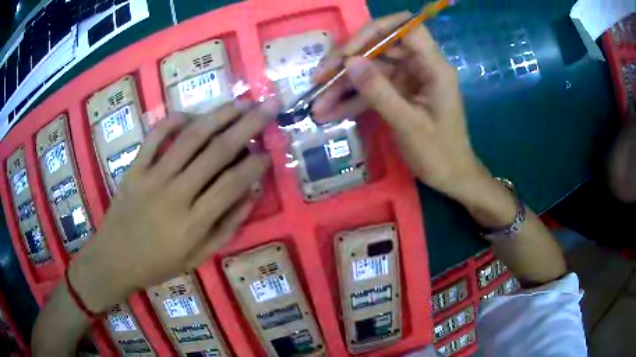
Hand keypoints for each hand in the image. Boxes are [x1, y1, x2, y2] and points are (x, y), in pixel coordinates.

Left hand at [69, 99, 276, 312]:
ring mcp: (152, 178)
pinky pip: (154, 137)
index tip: (268, 152)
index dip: (255, 165)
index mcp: (193, 223)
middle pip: (216, 152)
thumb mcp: (198, 257)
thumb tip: (252, 194)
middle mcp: (175, 195)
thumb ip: (227, 227)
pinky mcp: (134, 169)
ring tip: (240, 103)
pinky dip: (173, 121)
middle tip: (267, 107)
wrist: (114, 259)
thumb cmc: (158, 264)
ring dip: (218, 116)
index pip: (232, 184)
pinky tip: (191, 114)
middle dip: (247, 127)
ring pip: (190, 138)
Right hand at [313, 13, 485, 201]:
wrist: (451, 176)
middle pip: (380, 47)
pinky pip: (372, 89)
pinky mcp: (399, 94)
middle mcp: (420, 66)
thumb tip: (349, 62)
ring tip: (317, 103)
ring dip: (344, 85)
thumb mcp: (409, 124)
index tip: (349, 52)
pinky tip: (330, 112)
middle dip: (348, 61)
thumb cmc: (439, 153)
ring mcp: (408, 80)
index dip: (375, 31)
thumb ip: (379, 92)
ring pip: (371, 69)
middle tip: (319, 78)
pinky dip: (352, 100)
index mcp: (433, 67)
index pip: (406, 27)